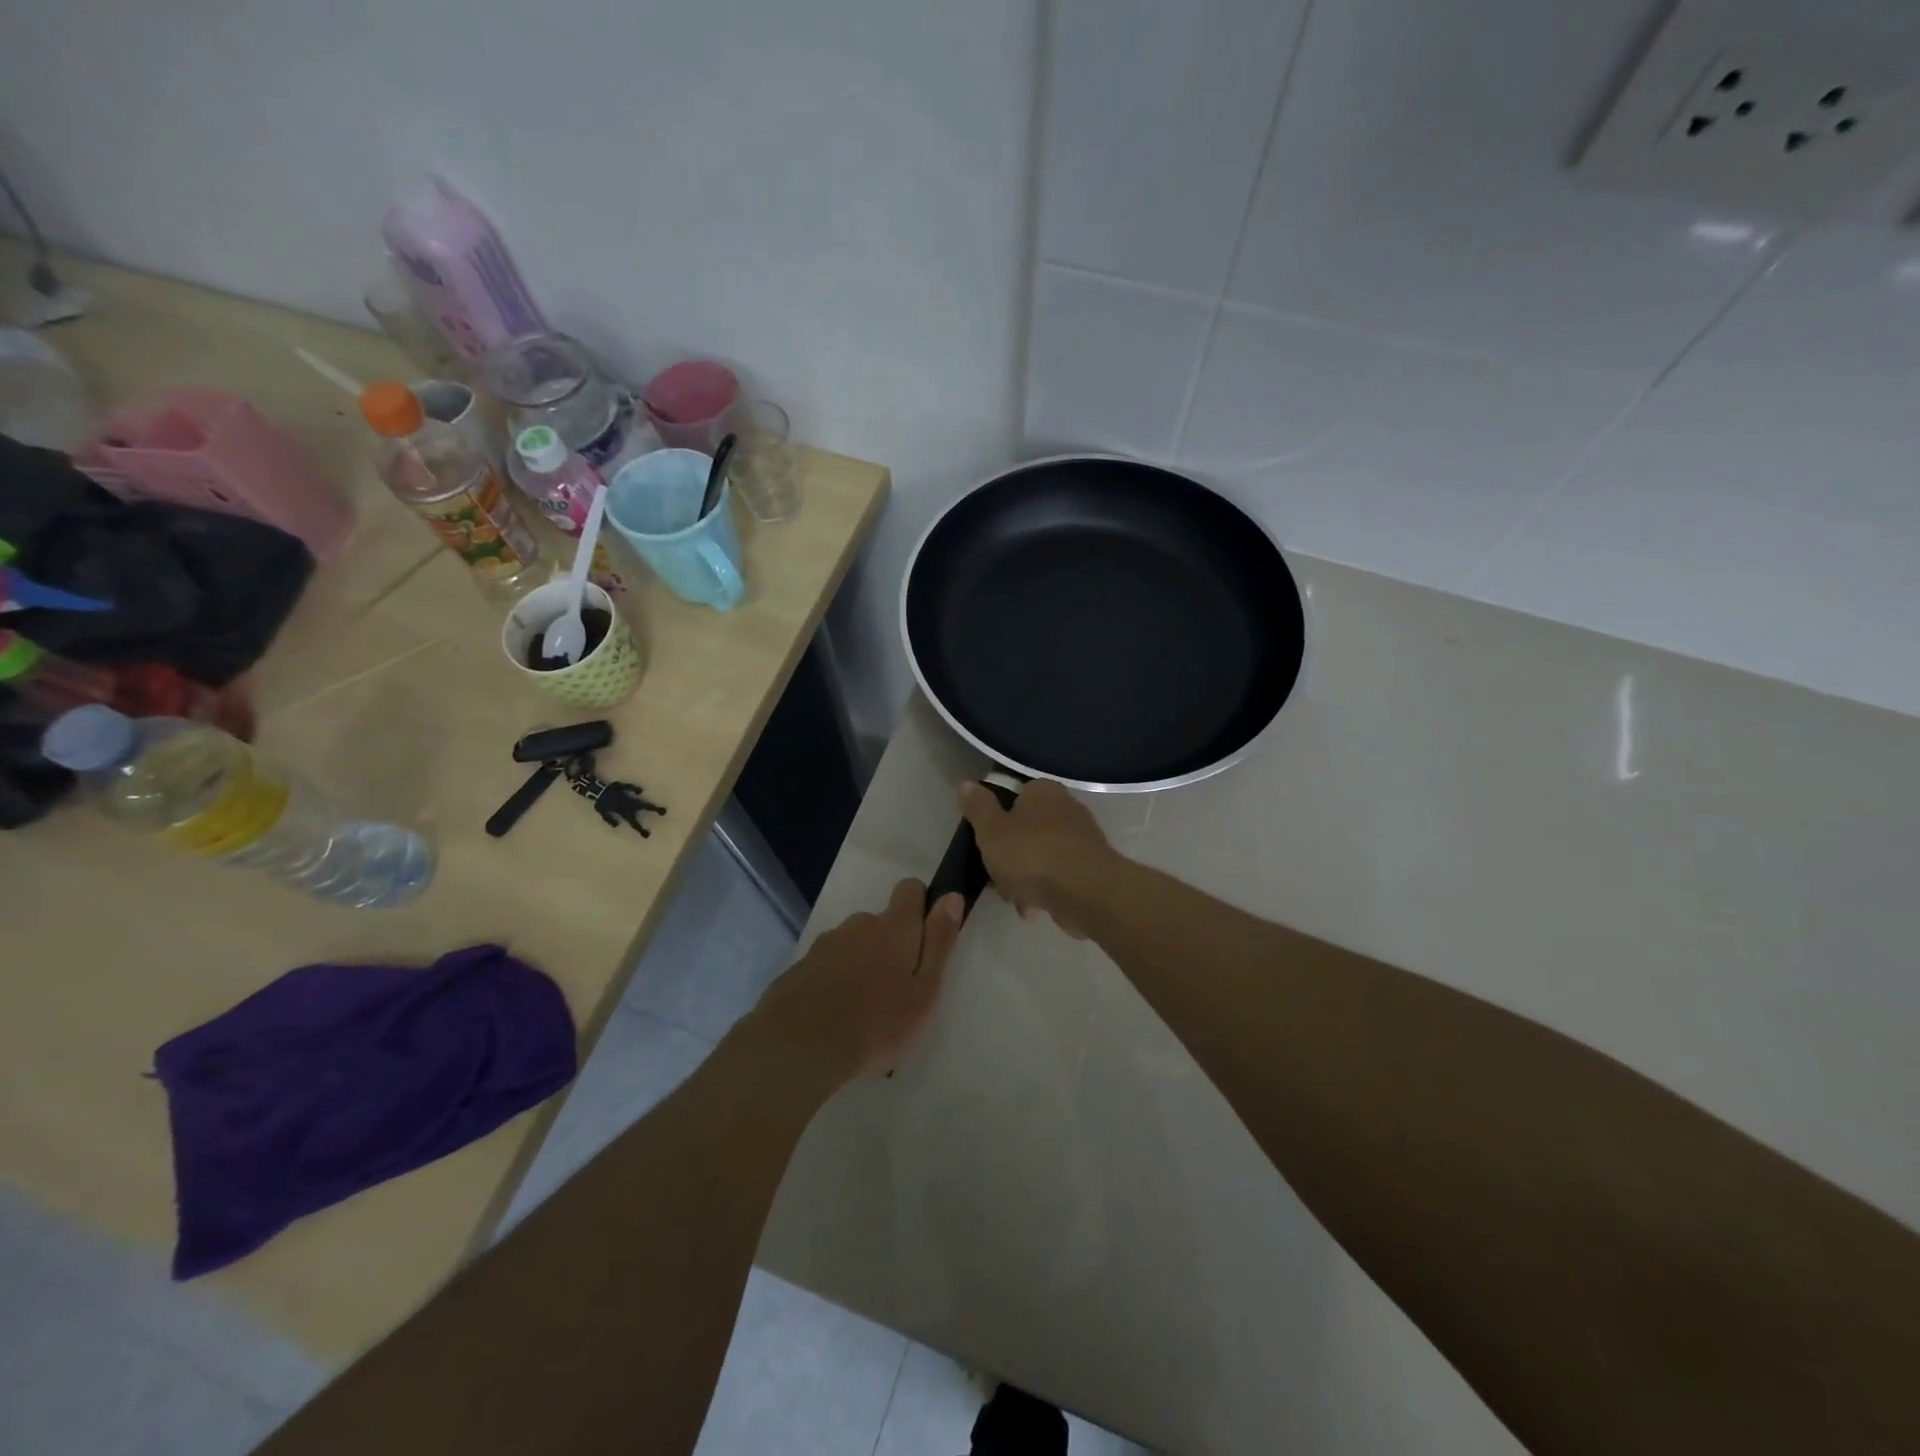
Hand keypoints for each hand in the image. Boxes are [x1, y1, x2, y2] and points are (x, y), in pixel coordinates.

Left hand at [749, 878, 963, 1083]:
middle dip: (889, 945)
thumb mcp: (924, 989)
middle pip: (880, 922)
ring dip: (861, 963)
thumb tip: (952, 896)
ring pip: (852, 944)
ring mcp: (825, 944)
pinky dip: (834, 980)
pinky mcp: (800, 966)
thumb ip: (938, 941)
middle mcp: (859, 924)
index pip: (910, 889)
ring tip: (863, 1008)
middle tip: (895, 988)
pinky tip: (834, 1014)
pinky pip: (827, 965)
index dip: (920, 904)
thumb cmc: (877, 1022)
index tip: (924, 937)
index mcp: (894, 927)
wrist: (800, 1045)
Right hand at [960, 779, 1118, 938]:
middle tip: (997, 876)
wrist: (1086, 892)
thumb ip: (978, 807)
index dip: (996, 820)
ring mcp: (1083, 839)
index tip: (985, 843)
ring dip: (1025, 878)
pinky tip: (1035, 908)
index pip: (1014, 796)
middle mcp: (1067, 807)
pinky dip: (1045, 890)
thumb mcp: (991, 830)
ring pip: (1042, 856)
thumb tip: (967, 784)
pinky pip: (1059, 876)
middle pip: (1027, 829)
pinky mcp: (1092, 868)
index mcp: (1043, 791)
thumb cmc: (1032, 855)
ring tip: (1015, 899)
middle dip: (1010, 856)